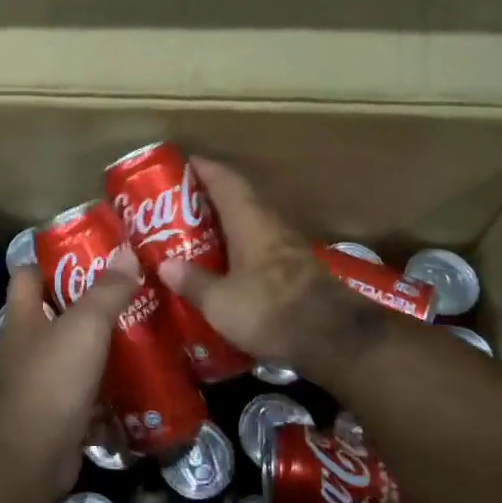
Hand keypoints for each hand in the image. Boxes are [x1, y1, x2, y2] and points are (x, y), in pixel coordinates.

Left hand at [0, 245, 139, 502]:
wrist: (32, 457)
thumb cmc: (52, 379)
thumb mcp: (85, 326)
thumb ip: (107, 291)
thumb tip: (127, 253)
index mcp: (23, 316)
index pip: (28, 273)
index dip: (54, 261)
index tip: (93, 255)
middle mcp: (26, 345)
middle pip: (57, 313)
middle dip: (91, 304)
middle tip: (132, 294)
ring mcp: (40, 381)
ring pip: (75, 354)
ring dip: (104, 349)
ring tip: (144, 335)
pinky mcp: (57, 413)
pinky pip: (87, 394)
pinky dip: (109, 391)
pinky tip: (141, 384)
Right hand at [156, 157, 386, 376]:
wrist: (336, 340)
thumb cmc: (272, 310)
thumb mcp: (220, 302)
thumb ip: (193, 282)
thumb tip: (164, 265)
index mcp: (250, 221)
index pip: (226, 181)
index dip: (204, 168)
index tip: (183, 162)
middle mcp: (270, 226)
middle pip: (239, 200)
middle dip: (209, 198)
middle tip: (178, 205)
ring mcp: (288, 249)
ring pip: (250, 225)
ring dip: (225, 225)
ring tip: (195, 234)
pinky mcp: (296, 273)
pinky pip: (259, 248)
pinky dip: (238, 249)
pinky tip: (224, 265)